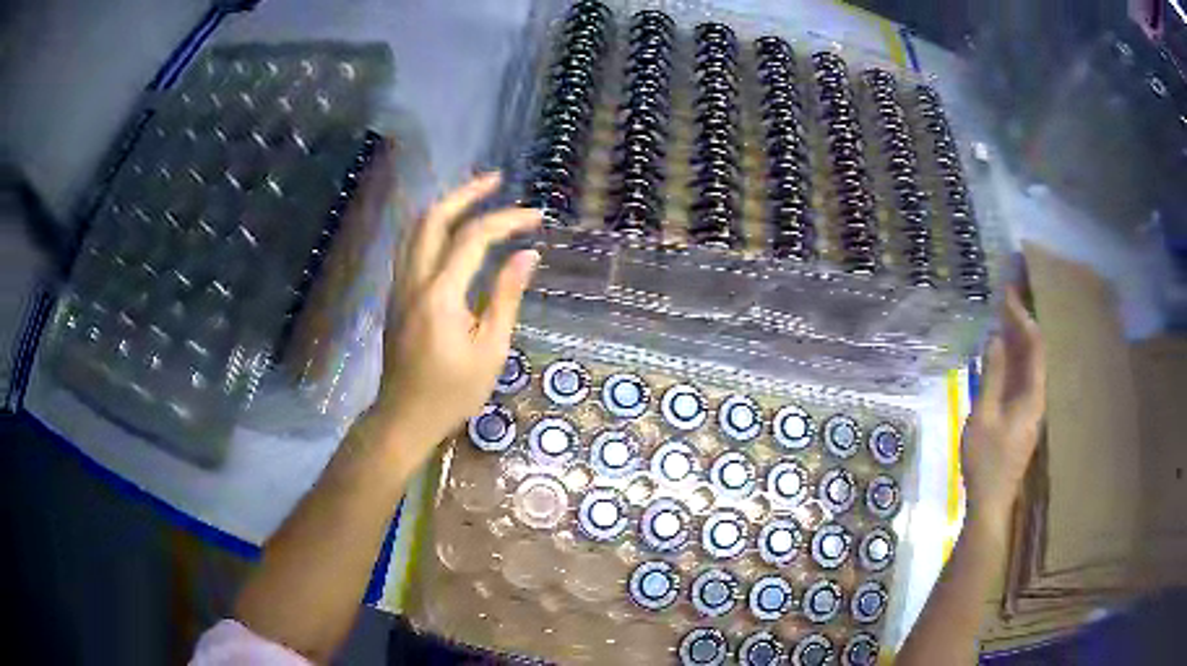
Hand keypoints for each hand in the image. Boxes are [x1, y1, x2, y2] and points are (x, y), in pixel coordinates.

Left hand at [370, 172, 540, 475]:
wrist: (404, 416)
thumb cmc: (453, 392)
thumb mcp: (491, 349)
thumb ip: (506, 296)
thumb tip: (528, 256)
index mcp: (440, 294)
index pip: (473, 238)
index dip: (506, 220)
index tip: (536, 217)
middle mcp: (413, 279)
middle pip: (433, 218)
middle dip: (465, 193)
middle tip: (496, 180)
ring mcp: (399, 285)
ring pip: (415, 228)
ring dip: (445, 205)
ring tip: (475, 195)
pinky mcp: (396, 295)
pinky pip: (411, 246)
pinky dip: (432, 226)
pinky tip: (451, 229)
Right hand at [960, 285, 1046, 525]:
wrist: (990, 503)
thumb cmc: (986, 461)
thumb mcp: (983, 417)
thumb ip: (992, 377)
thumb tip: (996, 340)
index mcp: (1032, 396)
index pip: (1034, 346)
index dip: (1022, 318)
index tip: (1007, 295)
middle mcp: (1037, 399)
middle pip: (1034, 354)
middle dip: (1020, 326)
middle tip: (1002, 302)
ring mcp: (1030, 411)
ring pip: (1028, 368)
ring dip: (1016, 343)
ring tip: (999, 321)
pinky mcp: (1022, 420)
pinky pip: (1021, 381)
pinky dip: (1013, 363)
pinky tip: (1000, 358)